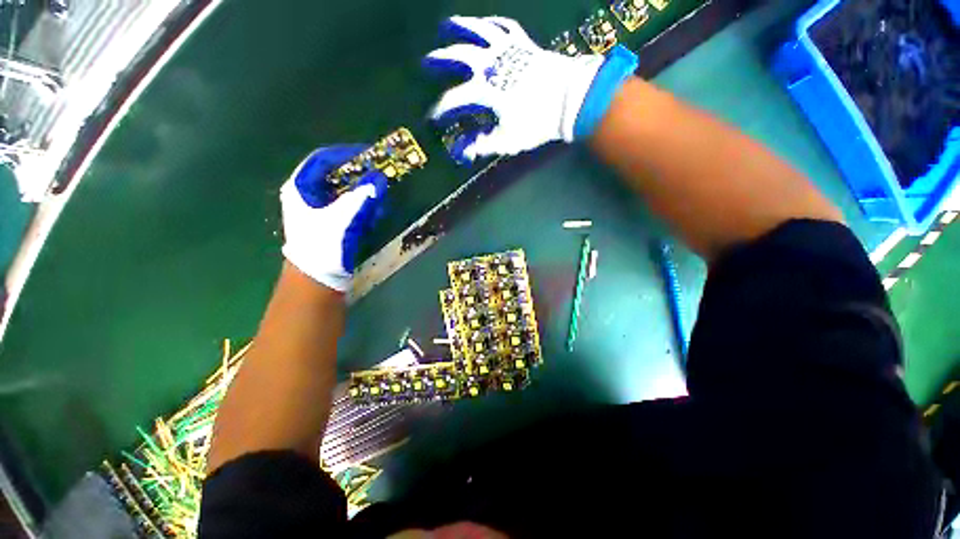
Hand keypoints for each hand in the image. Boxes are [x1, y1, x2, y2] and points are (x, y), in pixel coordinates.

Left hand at [280, 146, 386, 291]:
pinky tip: (375, 209)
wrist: (317, 279)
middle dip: (358, 173)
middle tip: (379, 172)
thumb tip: (380, 178)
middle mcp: (307, 195)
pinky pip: (347, 206)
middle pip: (334, 175)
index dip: (345, 153)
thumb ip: (362, 197)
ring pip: (342, 191)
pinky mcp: (329, 223)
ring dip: (362, 190)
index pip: (322, 159)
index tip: (368, 153)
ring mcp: (318, 210)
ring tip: (380, 191)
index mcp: (300, 188)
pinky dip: (361, 204)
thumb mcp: (343, 219)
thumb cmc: (323, 246)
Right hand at [424, 16, 637, 162]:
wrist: (571, 99)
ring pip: (479, 31)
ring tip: (446, 24)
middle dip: (439, 59)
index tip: (432, 117)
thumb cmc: (538, 123)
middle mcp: (492, 65)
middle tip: (426, 62)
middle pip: (459, 56)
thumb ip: (484, 145)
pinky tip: (485, 23)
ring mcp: (508, 50)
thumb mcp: (509, 140)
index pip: (455, 99)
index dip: (441, 109)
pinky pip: (505, 26)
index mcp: (487, 91)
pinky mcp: (523, 44)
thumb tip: (463, 151)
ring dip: (460, 27)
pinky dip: (492, 23)